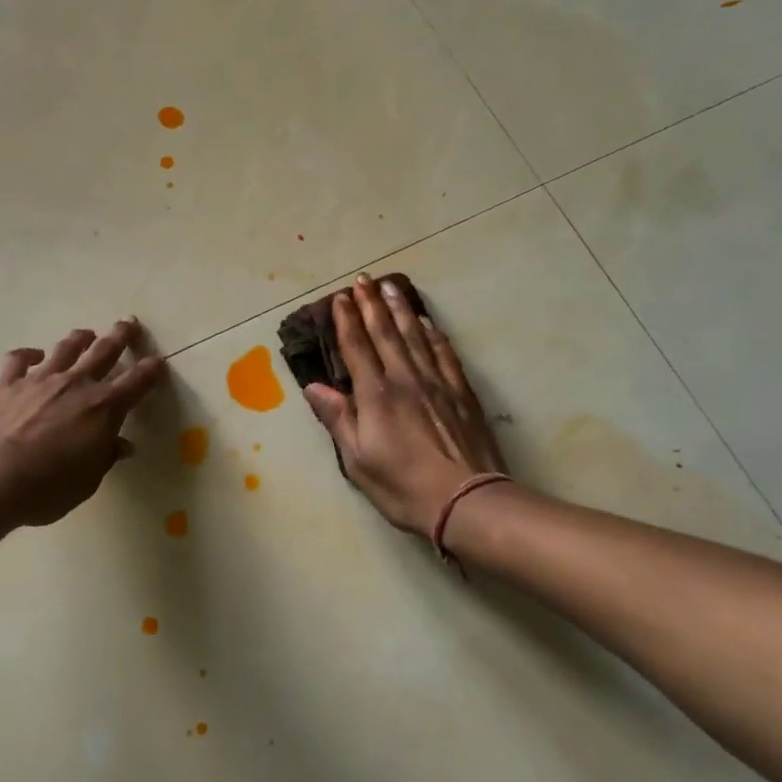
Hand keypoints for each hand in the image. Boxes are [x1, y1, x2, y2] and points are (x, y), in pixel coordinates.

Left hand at [0, 318, 167, 526]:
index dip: (150, 370)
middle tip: (128, 322)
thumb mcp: (87, 481)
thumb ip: (105, 456)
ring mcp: (39, 379)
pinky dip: (28, 355)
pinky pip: (19, 359)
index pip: (136, 382)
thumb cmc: (46, 488)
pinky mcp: (6, 383)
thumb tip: (121, 444)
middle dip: (120, 335)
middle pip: (104, 351)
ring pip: (65, 349)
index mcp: (103, 408)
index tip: (159, 361)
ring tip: (86, 333)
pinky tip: (32, 355)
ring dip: (79, 339)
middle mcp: (75, 384)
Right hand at [304, 276, 507, 539]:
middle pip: (385, 333)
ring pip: (415, 336)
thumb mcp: (358, 460)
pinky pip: (445, 354)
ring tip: (391, 287)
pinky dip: (434, 335)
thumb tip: (314, 388)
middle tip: (363, 279)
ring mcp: (436, 383)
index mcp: (375, 396)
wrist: (467, 502)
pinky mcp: (461, 393)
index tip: (340, 297)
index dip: (347, 321)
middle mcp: (405, 379)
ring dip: (401, 309)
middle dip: (371, 304)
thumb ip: (338, 419)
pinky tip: (428, 324)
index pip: (357, 348)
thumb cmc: (403, 486)